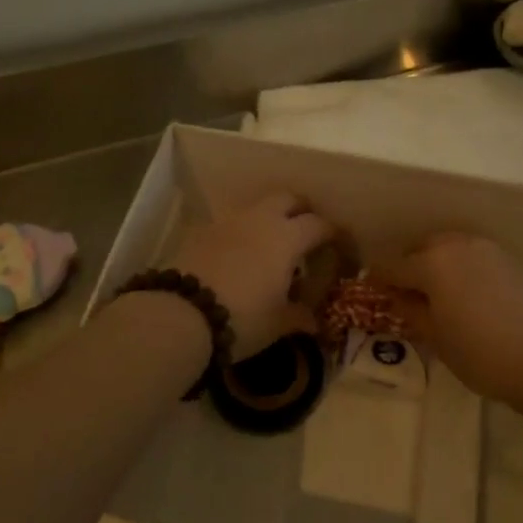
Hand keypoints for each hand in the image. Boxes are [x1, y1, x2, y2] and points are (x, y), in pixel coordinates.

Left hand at [168, 193, 333, 359]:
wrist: (180, 314)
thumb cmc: (242, 318)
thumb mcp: (277, 323)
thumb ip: (299, 316)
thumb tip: (314, 320)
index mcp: (287, 237)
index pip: (319, 224)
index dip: (334, 234)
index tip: (341, 247)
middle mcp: (260, 219)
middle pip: (288, 198)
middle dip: (301, 211)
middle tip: (307, 233)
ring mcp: (228, 222)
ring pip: (257, 208)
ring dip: (269, 220)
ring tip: (271, 247)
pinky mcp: (202, 231)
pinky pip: (231, 224)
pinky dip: (242, 233)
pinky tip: (239, 257)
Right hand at [376, 234, 522, 412]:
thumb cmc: (484, 354)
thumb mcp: (438, 339)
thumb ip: (412, 311)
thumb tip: (396, 296)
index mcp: (432, 262)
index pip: (391, 265)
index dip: (377, 279)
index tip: (370, 292)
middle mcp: (457, 244)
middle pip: (420, 249)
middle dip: (408, 268)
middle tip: (404, 297)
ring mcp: (487, 248)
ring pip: (448, 249)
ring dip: (435, 266)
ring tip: (436, 297)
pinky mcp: (510, 260)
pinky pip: (472, 257)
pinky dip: (461, 269)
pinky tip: (466, 297)